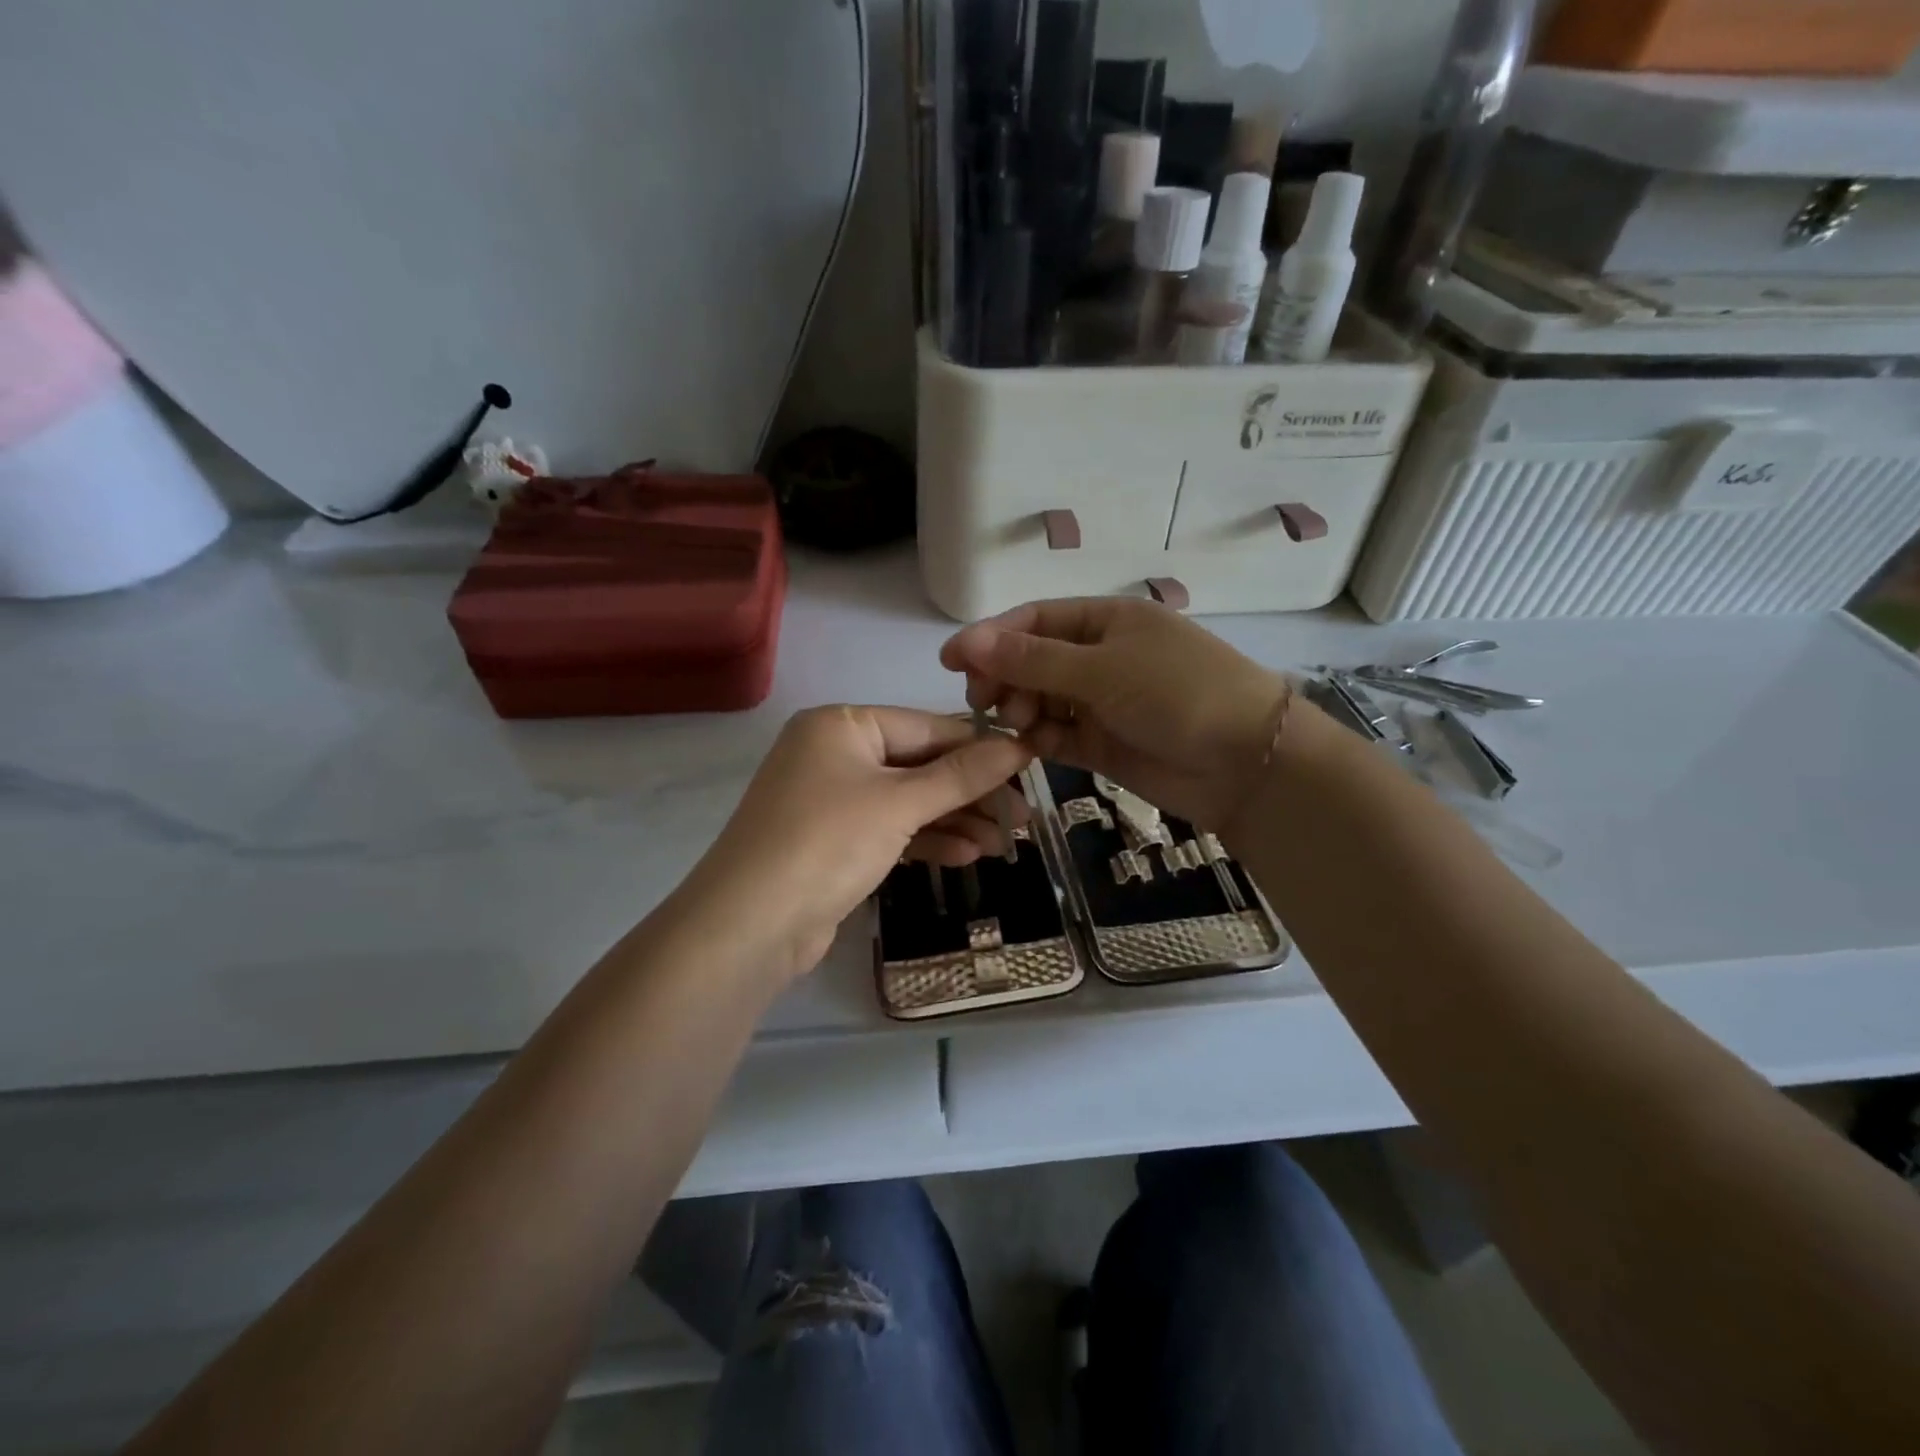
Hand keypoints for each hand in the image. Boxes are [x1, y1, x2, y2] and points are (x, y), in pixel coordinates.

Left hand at [679, 706, 1032, 980]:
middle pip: (919, 764)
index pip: (926, 726)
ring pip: (908, 801)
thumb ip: (961, 775)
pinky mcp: (833, 841)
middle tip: (1023, 815)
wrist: (751, 924)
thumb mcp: (900, 803)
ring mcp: (831, 799)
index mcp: (842, 725)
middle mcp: (834, 753)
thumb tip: (1019, 745)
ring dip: (956, 820)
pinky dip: (927, 840)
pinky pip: (891, 829)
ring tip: (1006, 842)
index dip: (980, 747)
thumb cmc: (827, 842)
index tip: (1029, 764)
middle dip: (971, 792)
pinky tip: (968, 856)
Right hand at [941, 598, 1288, 831]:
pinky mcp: (1103, 743)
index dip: (989, 638)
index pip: (1033, 621)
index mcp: (1105, 620)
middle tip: (986, 703)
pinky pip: (1057, 735)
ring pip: (1041, 700)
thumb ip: (1031, 660)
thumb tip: (967, 639)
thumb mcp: (1100, 669)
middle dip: (1004, 678)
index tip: (950, 663)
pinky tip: (1032, 745)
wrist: (1245, 763)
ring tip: (1017, 724)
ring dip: (1021, 709)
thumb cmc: (1176, 694)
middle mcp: (1100, 656)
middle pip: (1032, 661)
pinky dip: (1040, 739)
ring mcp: (1102, 702)